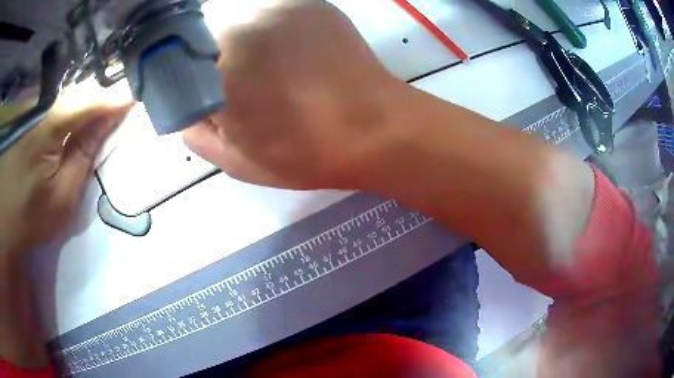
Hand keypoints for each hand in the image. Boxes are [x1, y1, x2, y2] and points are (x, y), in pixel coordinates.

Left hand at [0, 95, 130, 257]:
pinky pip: (62, 100)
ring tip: (110, 107)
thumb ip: (86, 153)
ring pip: (73, 92)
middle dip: (106, 94)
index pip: (88, 101)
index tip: (138, 97)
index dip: (114, 98)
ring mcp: (37, 109)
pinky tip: (86, 115)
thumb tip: (111, 119)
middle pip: (81, 90)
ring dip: (93, 98)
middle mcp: (42, 109)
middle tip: (126, 103)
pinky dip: (78, 105)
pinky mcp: (34, 114)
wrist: (7, 216)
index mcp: (48, 129)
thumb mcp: (64, 195)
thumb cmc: (33, 215)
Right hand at [182, 0, 407, 189]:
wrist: (376, 129)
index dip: (179, 73)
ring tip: (263, 65)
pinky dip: (264, 25)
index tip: (192, 87)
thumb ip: (194, 129)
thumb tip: (185, 103)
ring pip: (234, 14)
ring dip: (235, 35)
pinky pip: (267, 8)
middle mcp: (244, 21)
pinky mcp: (308, 2)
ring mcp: (279, 5)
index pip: (173, 57)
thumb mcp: (236, 160)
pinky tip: (285, 49)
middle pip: (203, 30)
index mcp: (219, 64)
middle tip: (230, 79)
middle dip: (206, 53)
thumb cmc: (306, 153)